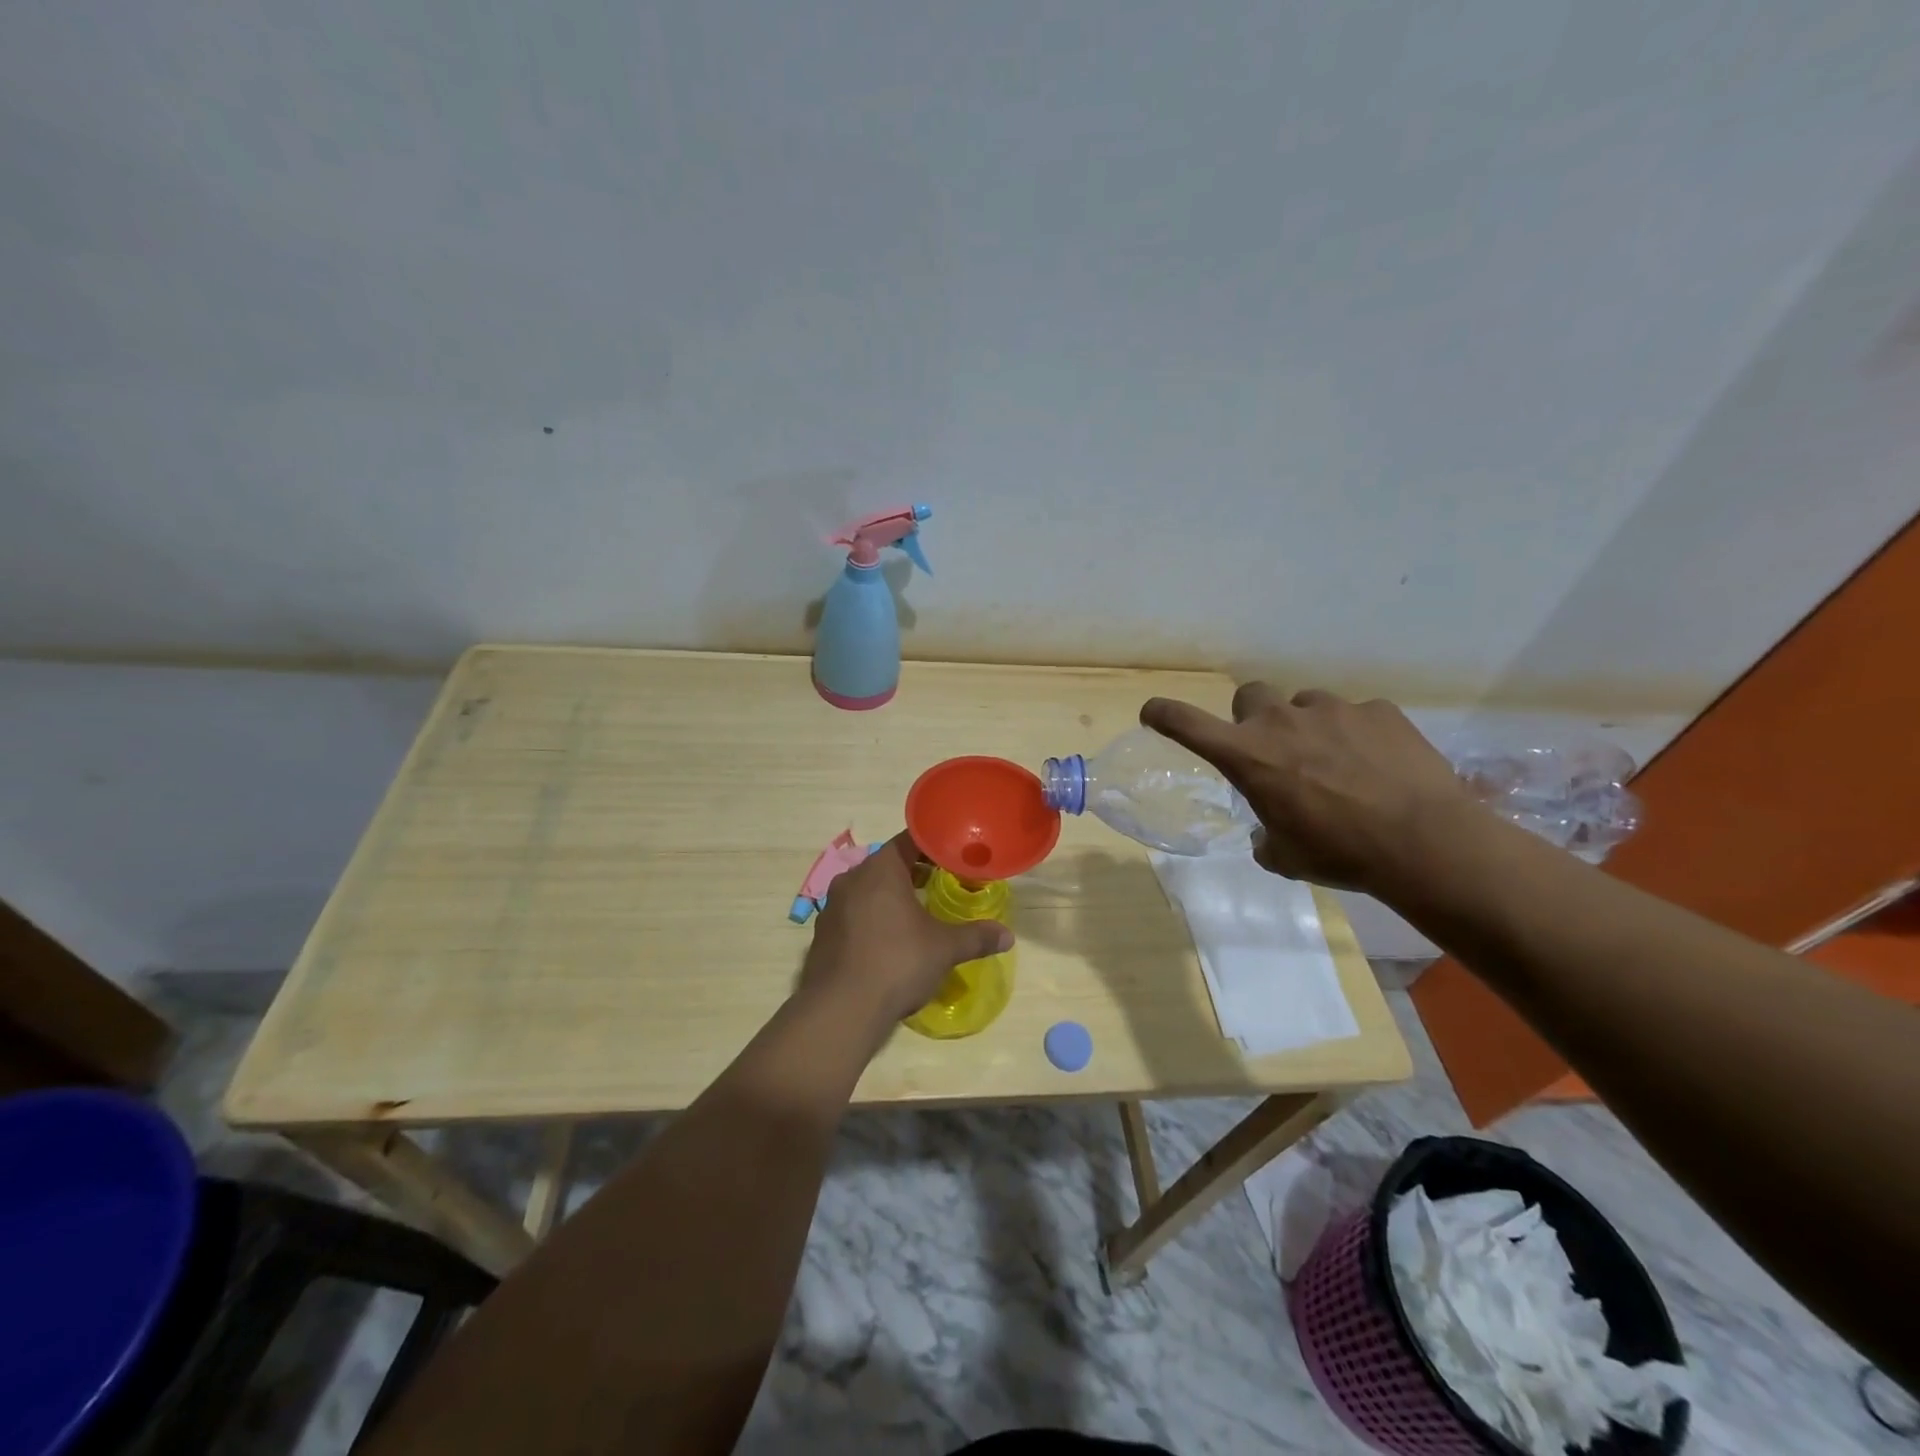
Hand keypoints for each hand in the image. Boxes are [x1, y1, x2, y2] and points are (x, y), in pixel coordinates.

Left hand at [800, 833, 1013, 1036]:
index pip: (909, 841)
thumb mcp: (944, 949)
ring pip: (868, 890)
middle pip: (888, 864)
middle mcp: (852, 878)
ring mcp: (832, 906)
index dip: (934, 847)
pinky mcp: (822, 934)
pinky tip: (888, 942)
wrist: (840, 1010)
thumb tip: (1008, 936)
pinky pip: (854, 914)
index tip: (954, 859)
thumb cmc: (897, 963)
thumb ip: (976, 937)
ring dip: (891, 897)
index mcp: (881, 869)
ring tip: (917, 914)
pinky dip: (872, 919)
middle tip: (942, 885)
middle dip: (914, 873)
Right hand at [1140, 684, 1473, 894]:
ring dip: (1309, 728)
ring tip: (1338, 764)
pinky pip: (1356, 716)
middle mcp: (1281, 721)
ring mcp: (1332, 710)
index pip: (1186, 723)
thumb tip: (1269, 835)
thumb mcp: (1286, 857)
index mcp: (1247, 756)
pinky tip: (1378, 767)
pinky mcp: (1378, 710)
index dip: (1163, 714)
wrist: (1424, 842)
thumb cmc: (1339, 853)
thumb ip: (1266, 837)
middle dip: (1254, 719)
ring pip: (1305, 705)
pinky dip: (1357, 736)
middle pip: (1249, 696)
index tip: (1152, 712)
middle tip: (1275, 750)